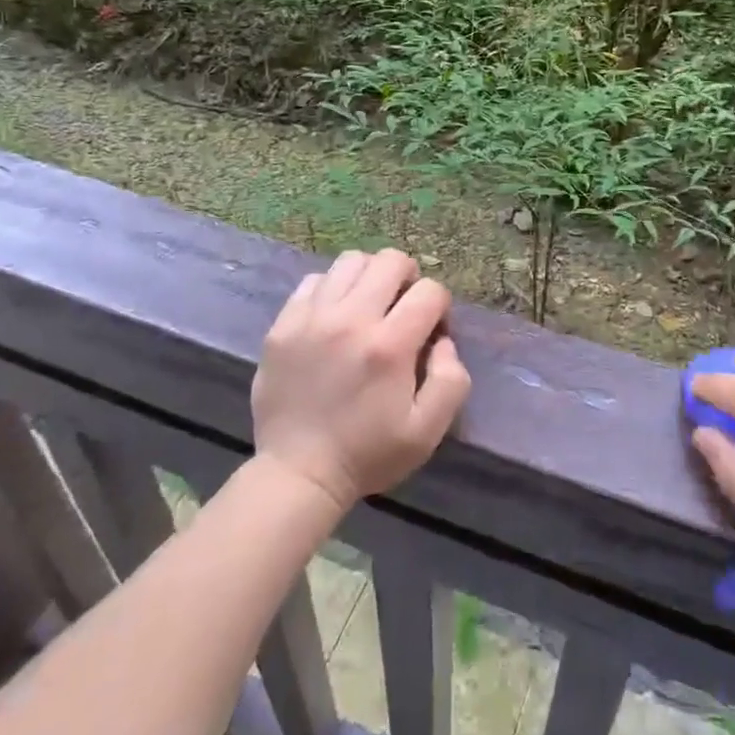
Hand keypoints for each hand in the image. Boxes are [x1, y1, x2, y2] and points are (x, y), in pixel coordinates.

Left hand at [253, 249, 472, 513]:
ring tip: (369, 304)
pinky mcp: (283, 324)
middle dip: (409, 278)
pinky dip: (332, 288)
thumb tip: (444, 341)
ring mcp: (312, 318)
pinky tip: (335, 314)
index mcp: (389, 346)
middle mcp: (351, 320)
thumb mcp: (427, 431)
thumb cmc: (368, 454)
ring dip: (370, 276)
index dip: (440, 307)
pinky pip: (314, 280)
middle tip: (403, 307)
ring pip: (351, 261)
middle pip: (391, 261)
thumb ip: (451, 380)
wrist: (298, 473)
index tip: (431, 332)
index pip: (430, 291)